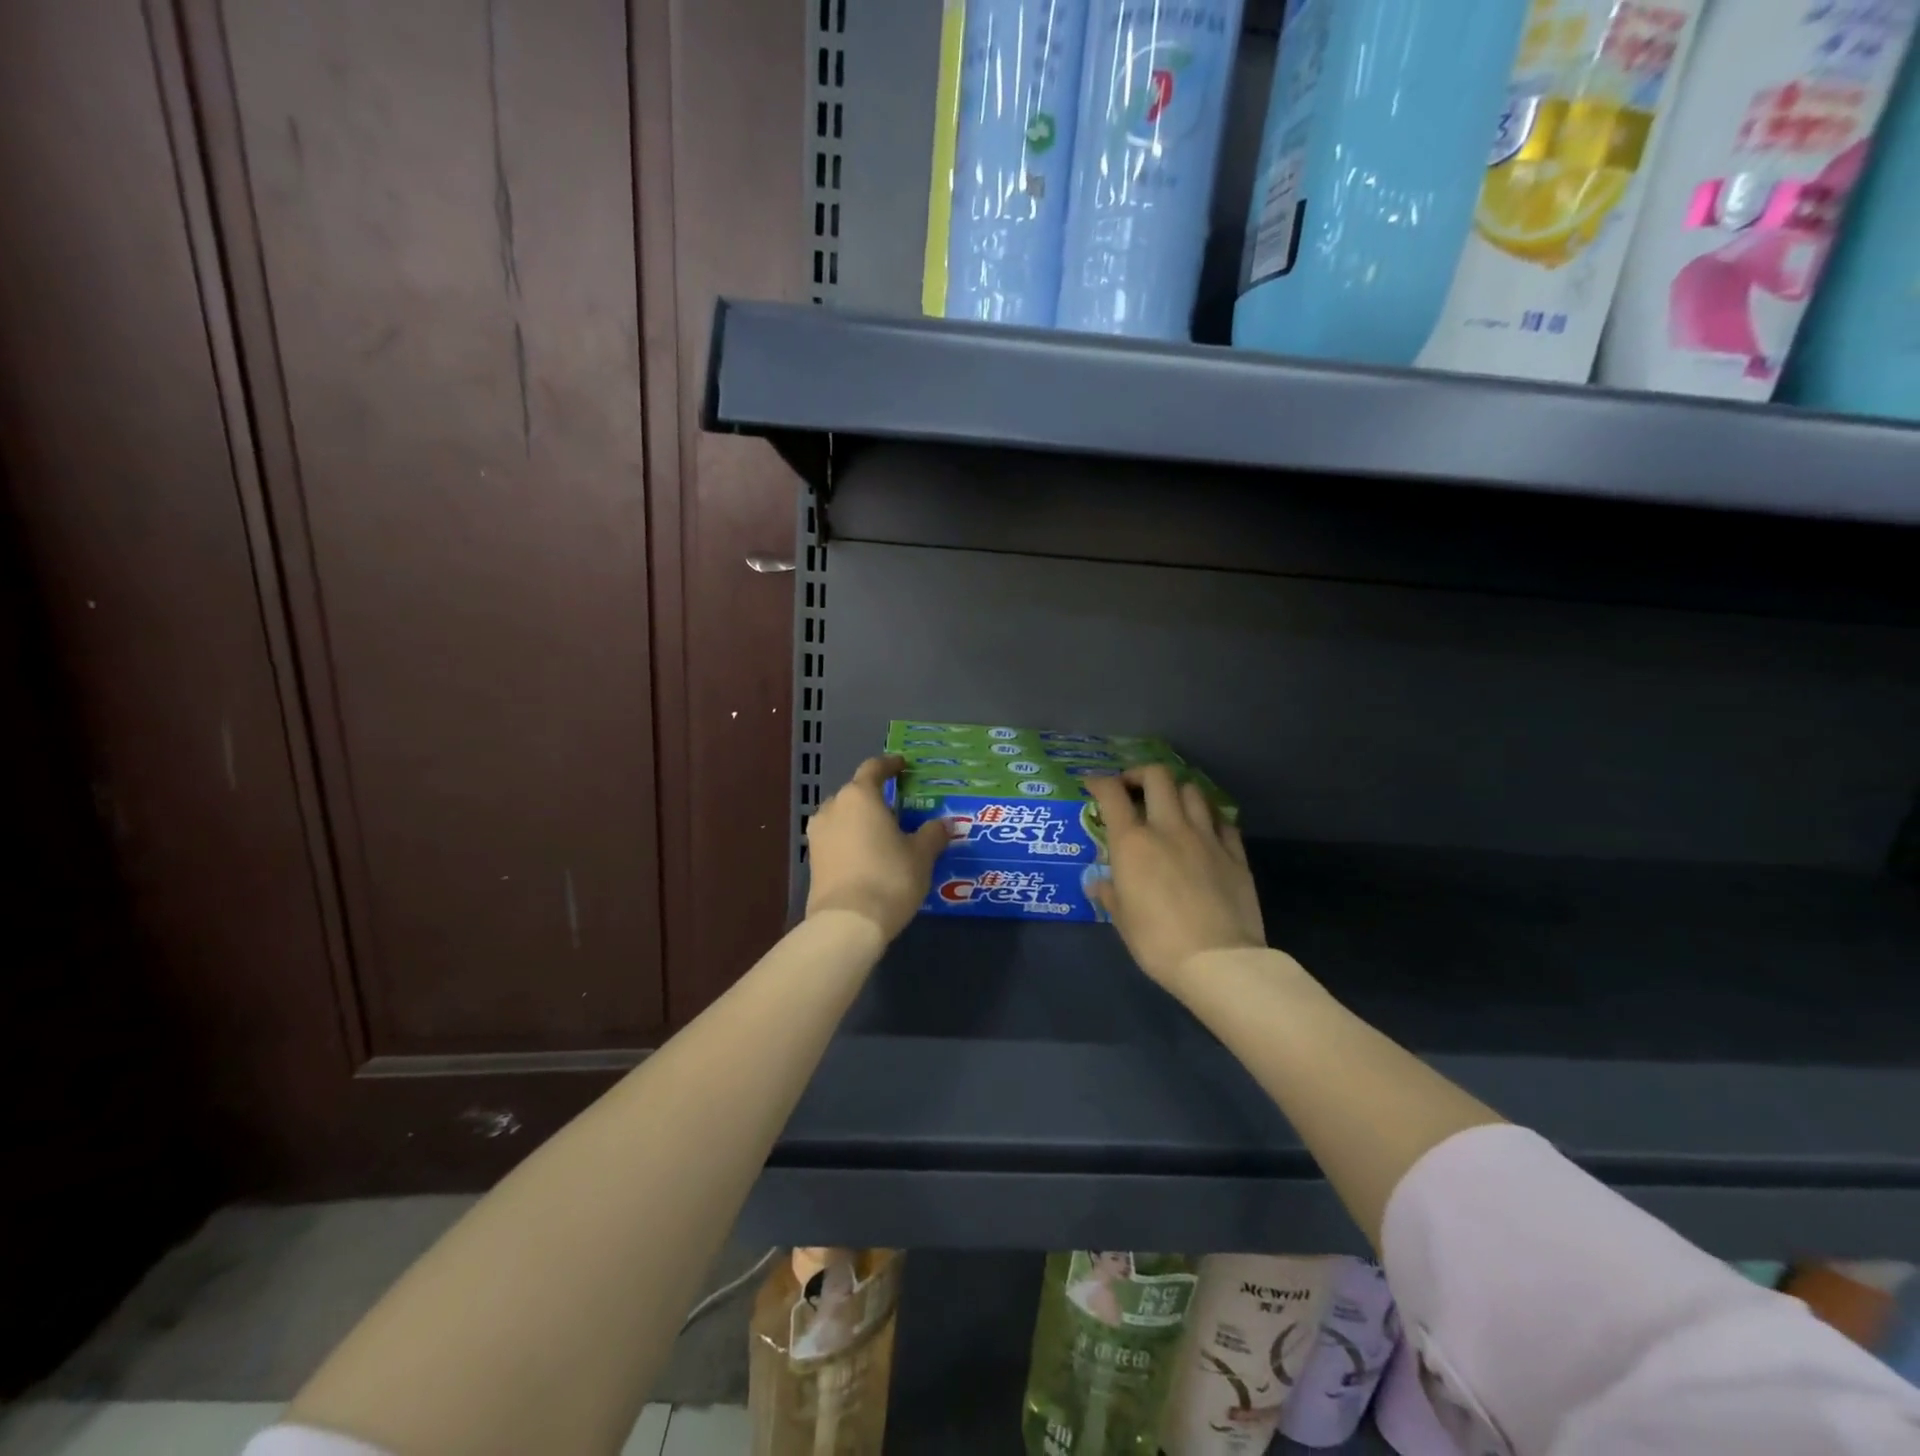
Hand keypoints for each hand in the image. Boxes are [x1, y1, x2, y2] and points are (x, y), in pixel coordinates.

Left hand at [805, 755, 952, 939]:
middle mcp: (833, 807)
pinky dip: (850, 841)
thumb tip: (944, 824)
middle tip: (898, 809)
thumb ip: (932, 834)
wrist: (847, 923)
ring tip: (882, 834)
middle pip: (856, 793)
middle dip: (875, 798)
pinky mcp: (812, 859)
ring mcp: (817, 834)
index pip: (874, 768)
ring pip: (842, 817)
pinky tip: (867, 856)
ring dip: (860, 821)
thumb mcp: (921, 855)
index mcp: (860, 796)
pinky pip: (835, 839)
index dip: (889, 765)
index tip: (902, 765)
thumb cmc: (889, 877)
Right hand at [1084, 765, 1265, 989]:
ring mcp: (1206, 837)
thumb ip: (1110, 893)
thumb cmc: (1158, 943)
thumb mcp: (1122, 920)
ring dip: (1177, 792)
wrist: (1218, 961)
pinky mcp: (1235, 852)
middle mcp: (1169, 828)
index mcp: (1133, 843)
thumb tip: (1099, 883)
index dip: (1100, 783)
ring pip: (1193, 791)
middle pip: (1158, 776)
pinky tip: (1203, 830)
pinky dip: (1208, 817)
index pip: (1112, 795)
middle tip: (1134, 790)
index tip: (1094, 785)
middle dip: (1141, 774)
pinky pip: (1222, 820)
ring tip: (1170, 807)